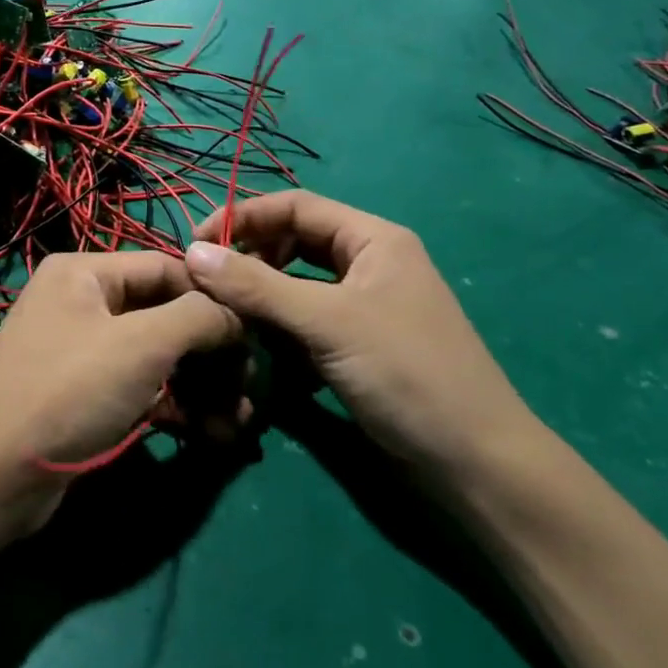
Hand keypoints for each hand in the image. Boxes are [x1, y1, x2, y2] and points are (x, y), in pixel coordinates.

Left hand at [0, 251, 240, 534]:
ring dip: (202, 385)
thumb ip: (198, 316)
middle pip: (166, 314)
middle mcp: (83, 302)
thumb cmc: (68, 392)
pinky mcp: (87, 396)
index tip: (255, 335)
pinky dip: (177, 406)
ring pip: (159, 356)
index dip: (215, 299)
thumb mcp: (141, 345)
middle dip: (212, 353)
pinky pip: (143, 388)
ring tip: (239, 421)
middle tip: (248, 388)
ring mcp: (84, 351)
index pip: (168, 268)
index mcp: (86, 271)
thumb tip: (236, 314)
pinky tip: (212, 434)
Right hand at [185, 192, 536, 481]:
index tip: (196, 244)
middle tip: (209, 283)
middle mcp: (370, 261)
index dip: (244, 217)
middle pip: (296, 241)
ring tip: (229, 313)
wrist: (476, 461)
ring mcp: (366, 304)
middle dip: (251, 256)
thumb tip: (192, 253)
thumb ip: (257, 286)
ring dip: (263, 293)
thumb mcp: (327, 323)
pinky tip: (262, 344)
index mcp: (373, 238)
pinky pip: (310, 317)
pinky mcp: (361, 342)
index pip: (296, 206)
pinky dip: (282, 324)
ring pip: (300, 282)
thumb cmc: (406, 373)